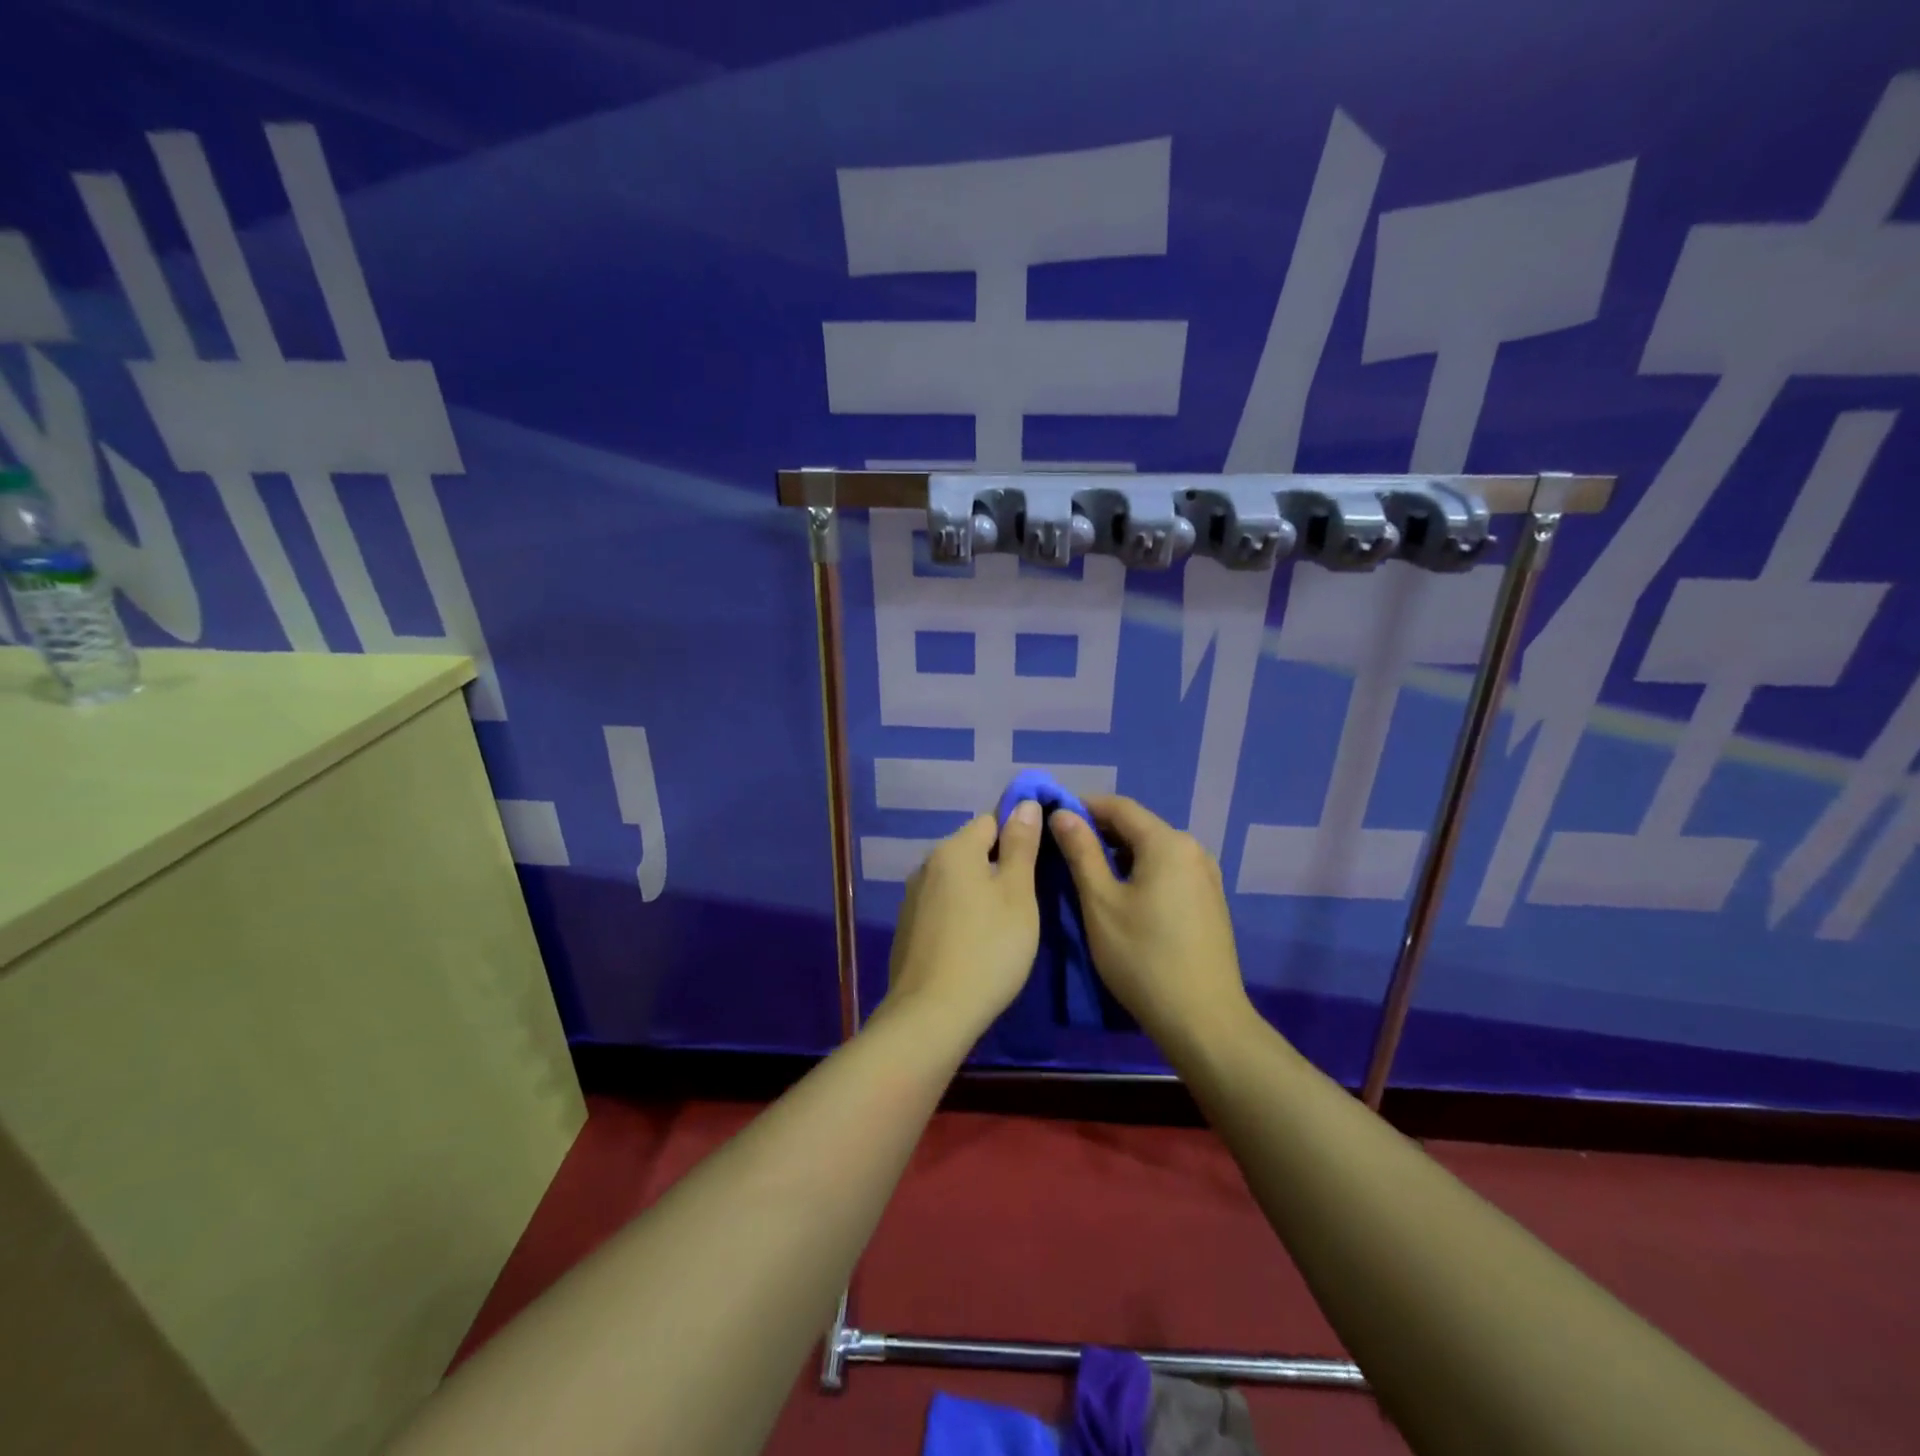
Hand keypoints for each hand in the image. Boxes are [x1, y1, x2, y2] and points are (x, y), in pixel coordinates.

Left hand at [885, 803, 1042, 1036]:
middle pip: (971, 850)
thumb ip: (1021, 846)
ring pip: (956, 881)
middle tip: (1025, 901)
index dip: (1018, 834)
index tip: (1038, 862)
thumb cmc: (988, 948)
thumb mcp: (1018, 894)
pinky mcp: (907, 929)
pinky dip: (960, 916)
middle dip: (998, 866)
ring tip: (1002, 926)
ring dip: (979, 892)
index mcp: (954, 850)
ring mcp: (912, 899)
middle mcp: (926, 866)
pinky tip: (973, 945)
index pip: (991, 820)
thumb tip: (1024, 803)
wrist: (932, 1014)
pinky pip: (942, 908)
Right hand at [1048, 795, 1253, 1046]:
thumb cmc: (1143, 958)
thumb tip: (1061, 814)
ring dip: (1118, 853)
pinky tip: (1122, 895)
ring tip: (1086, 872)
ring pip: (1153, 849)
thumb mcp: (1100, 902)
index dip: (1082, 806)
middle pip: (1138, 826)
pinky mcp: (1209, 901)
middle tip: (1062, 848)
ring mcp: (1206, 876)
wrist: (1204, 1020)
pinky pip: (1168, 870)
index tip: (1050, 817)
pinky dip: (1140, 871)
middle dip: (1099, 830)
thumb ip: (1080, 852)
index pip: (1118, 806)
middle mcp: (1192, 849)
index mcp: (1168, 843)